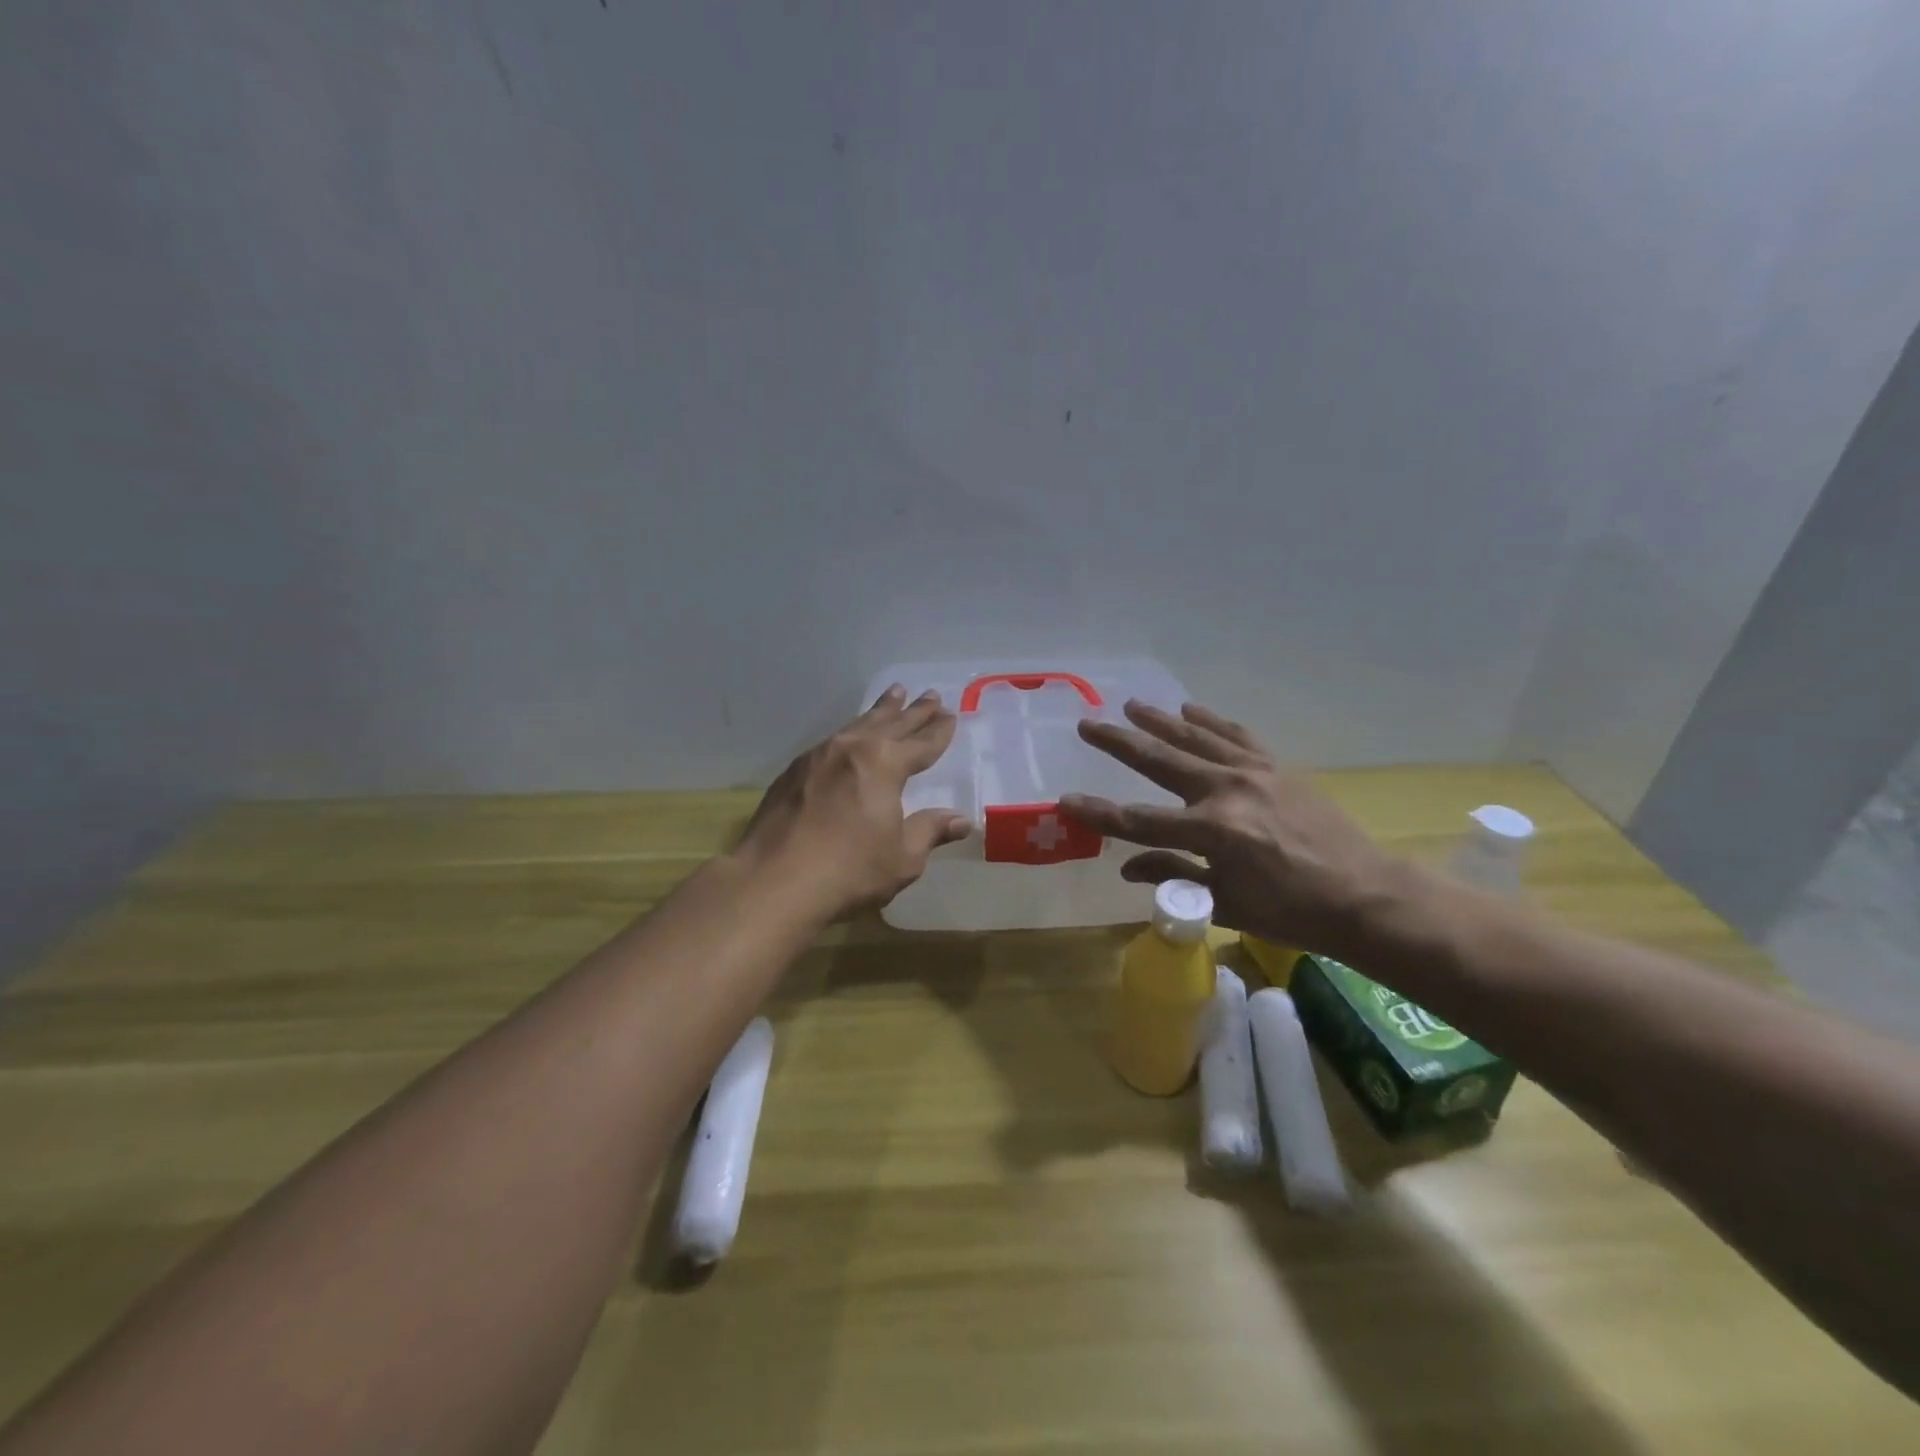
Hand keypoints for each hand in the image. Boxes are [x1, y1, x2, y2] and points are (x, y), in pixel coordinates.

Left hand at [736, 685, 970, 917]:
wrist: (773, 882)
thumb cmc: (849, 871)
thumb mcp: (903, 857)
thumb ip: (930, 831)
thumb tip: (961, 820)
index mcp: (885, 764)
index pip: (921, 744)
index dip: (938, 732)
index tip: (951, 716)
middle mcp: (852, 750)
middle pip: (890, 724)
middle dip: (913, 712)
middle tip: (931, 695)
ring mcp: (817, 757)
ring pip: (857, 726)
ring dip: (880, 711)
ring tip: (894, 694)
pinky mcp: (792, 773)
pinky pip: (831, 742)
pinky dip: (850, 733)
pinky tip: (849, 737)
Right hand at [1059, 700, 1396, 955]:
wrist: (1364, 895)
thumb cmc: (1292, 911)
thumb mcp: (1225, 902)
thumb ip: (1173, 875)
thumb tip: (1127, 866)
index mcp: (1211, 832)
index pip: (1139, 822)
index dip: (1098, 812)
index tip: (1065, 799)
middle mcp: (1226, 792)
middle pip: (1160, 762)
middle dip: (1119, 743)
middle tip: (1088, 725)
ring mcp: (1253, 773)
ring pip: (1196, 739)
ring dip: (1160, 721)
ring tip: (1132, 705)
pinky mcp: (1276, 767)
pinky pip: (1237, 735)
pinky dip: (1211, 721)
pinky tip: (1190, 709)